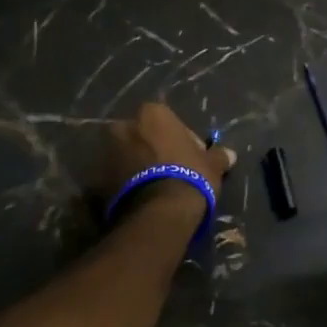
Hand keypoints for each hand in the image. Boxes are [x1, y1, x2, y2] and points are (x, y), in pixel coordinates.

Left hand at [101, 103, 235, 221]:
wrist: (159, 212)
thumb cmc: (189, 176)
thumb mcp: (212, 165)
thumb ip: (218, 156)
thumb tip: (230, 154)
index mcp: (152, 114)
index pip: (168, 120)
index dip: (181, 139)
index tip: (190, 157)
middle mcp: (124, 126)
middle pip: (142, 135)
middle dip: (153, 149)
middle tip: (171, 171)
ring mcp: (107, 153)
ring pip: (127, 155)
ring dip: (137, 166)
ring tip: (156, 188)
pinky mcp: (97, 180)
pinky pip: (115, 177)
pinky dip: (125, 184)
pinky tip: (142, 199)